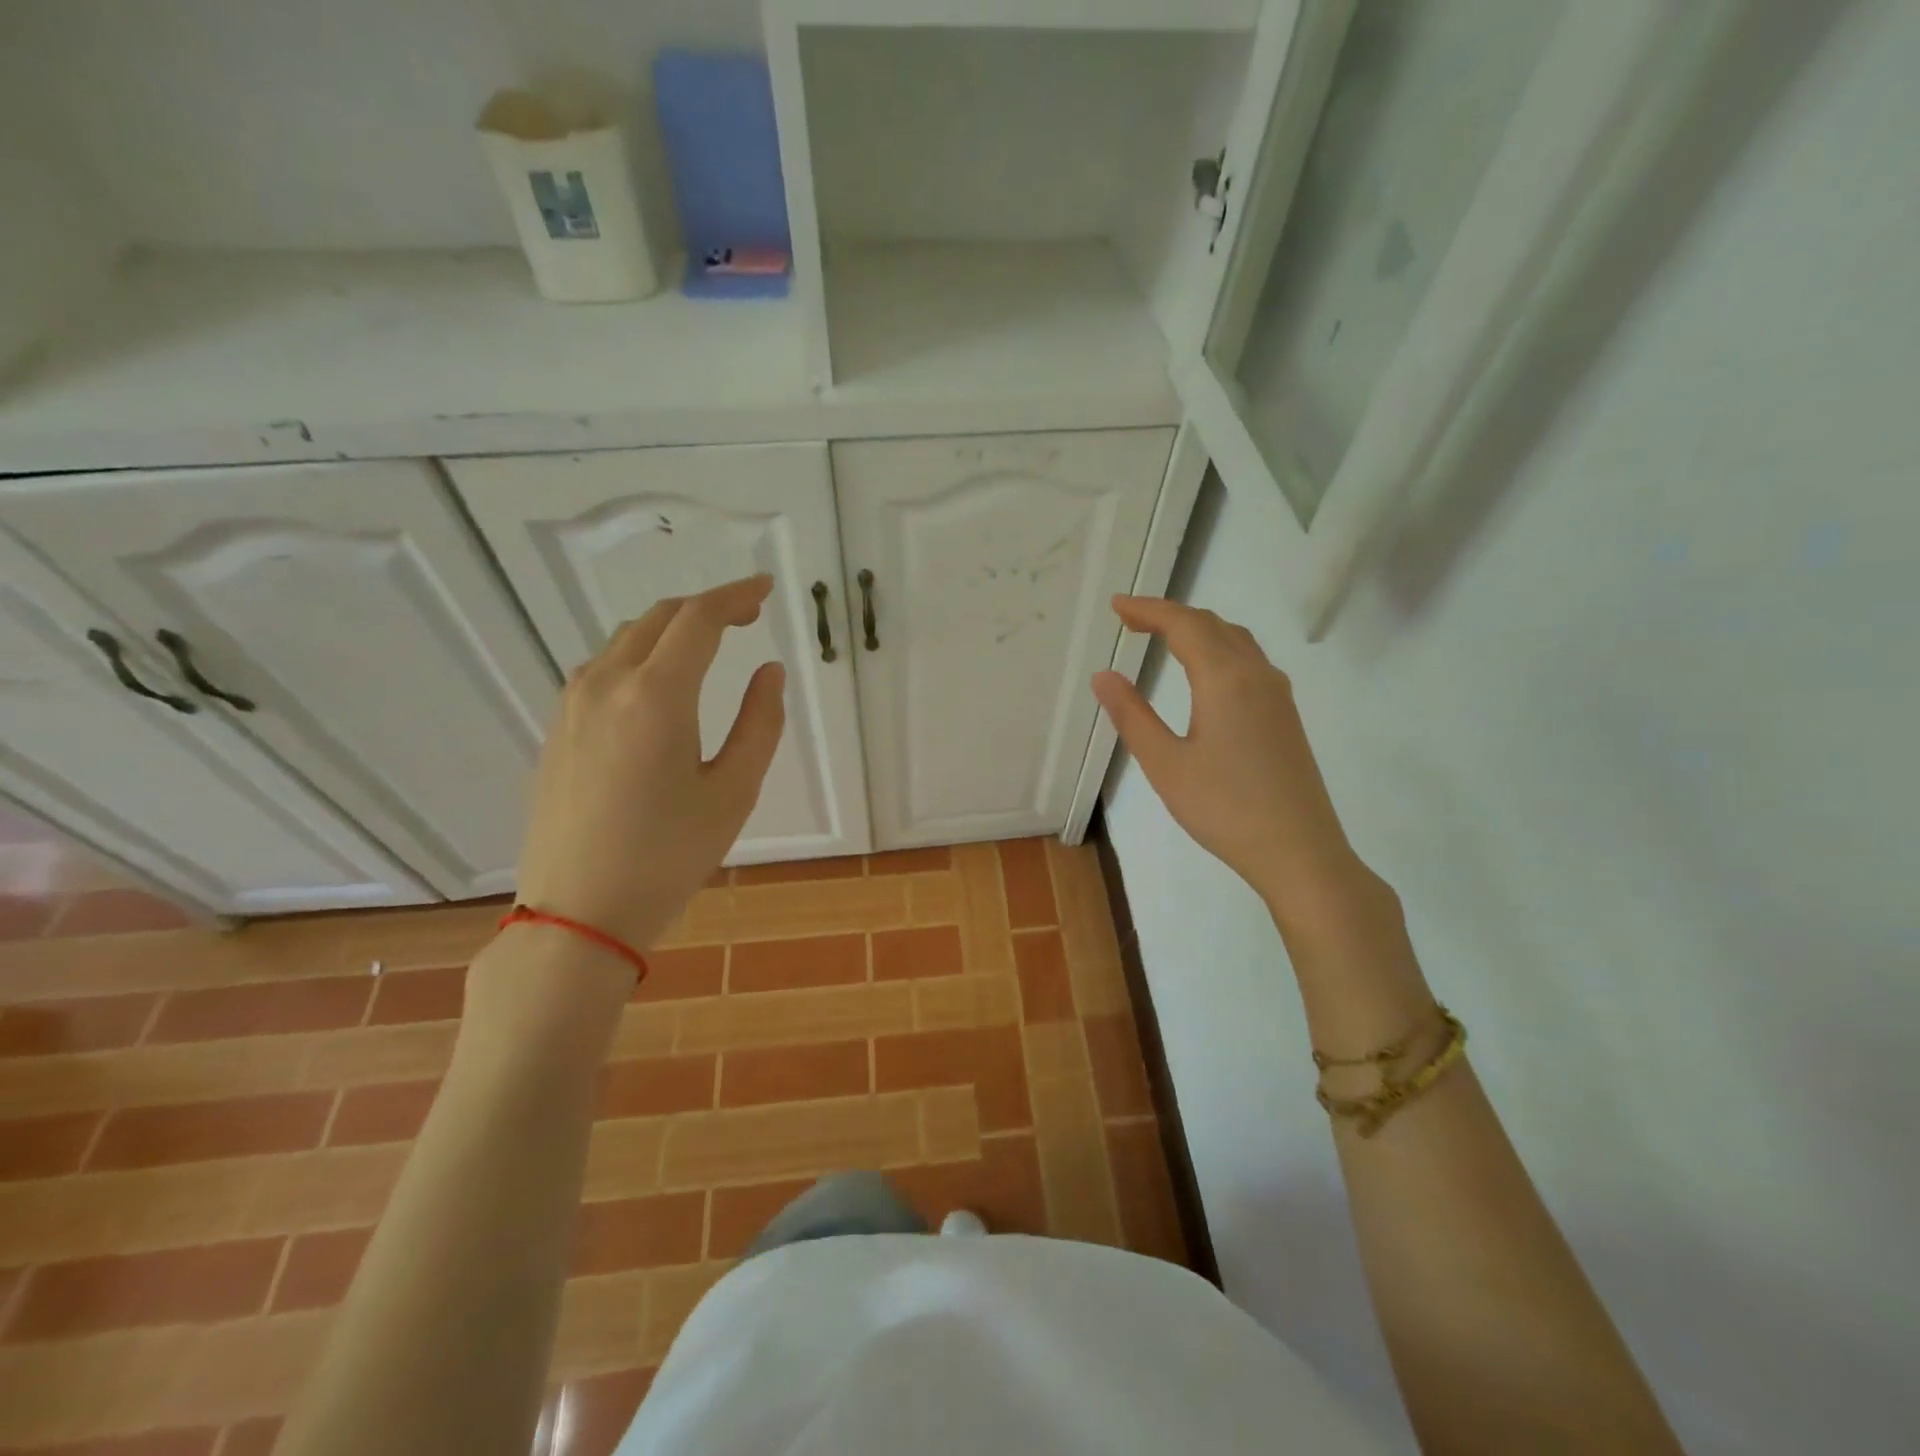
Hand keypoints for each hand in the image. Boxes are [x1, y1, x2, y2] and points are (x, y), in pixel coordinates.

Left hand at [515, 575, 785, 951]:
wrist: (578, 913)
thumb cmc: (668, 856)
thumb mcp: (733, 792)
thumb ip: (759, 723)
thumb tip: (768, 672)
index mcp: (655, 695)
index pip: (698, 620)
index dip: (735, 596)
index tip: (764, 590)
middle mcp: (606, 685)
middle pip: (658, 619)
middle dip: (705, 608)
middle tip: (745, 617)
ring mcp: (571, 707)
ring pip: (624, 641)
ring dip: (669, 631)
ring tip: (705, 647)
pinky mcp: (557, 731)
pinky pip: (601, 670)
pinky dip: (638, 657)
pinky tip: (656, 685)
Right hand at [1092, 596, 1364, 915]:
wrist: (1300, 851)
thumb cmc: (1225, 808)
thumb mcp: (1166, 765)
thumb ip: (1133, 716)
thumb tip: (1104, 676)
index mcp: (1225, 679)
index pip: (1184, 625)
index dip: (1148, 609)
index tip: (1117, 605)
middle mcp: (1257, 674)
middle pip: (1212, 625)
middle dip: (1170, 615)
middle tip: (1131, 620)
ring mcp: (1277, 694)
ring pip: (1235, 640)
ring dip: (1197, 630)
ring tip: (1163, 638)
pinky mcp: (1285, 716)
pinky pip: (1249, 660)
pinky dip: (1218, 648)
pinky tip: (1205, 672)